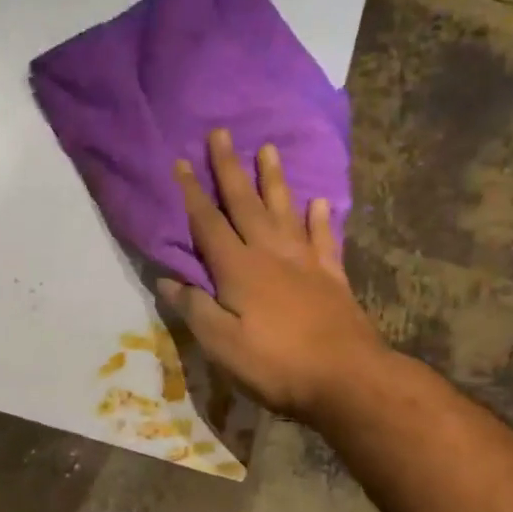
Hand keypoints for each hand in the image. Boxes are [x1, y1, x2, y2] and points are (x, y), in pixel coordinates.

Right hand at [157, 129, 385, 421]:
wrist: (346, 378)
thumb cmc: (275, 363)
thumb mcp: (221, 343)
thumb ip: (194, 308)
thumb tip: (166, 280)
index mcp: (238, 269)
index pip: (208, 223)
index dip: (192, 193)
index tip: (181, 162)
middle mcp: (270, 254)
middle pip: (245, 204)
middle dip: (229, 169)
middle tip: (221, 133)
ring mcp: (305, 262)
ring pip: (285, 211)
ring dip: (274, 180)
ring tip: (269, 149)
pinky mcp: (332, 277)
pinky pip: (324, 240)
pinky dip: (321, 220)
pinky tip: (319, 203)